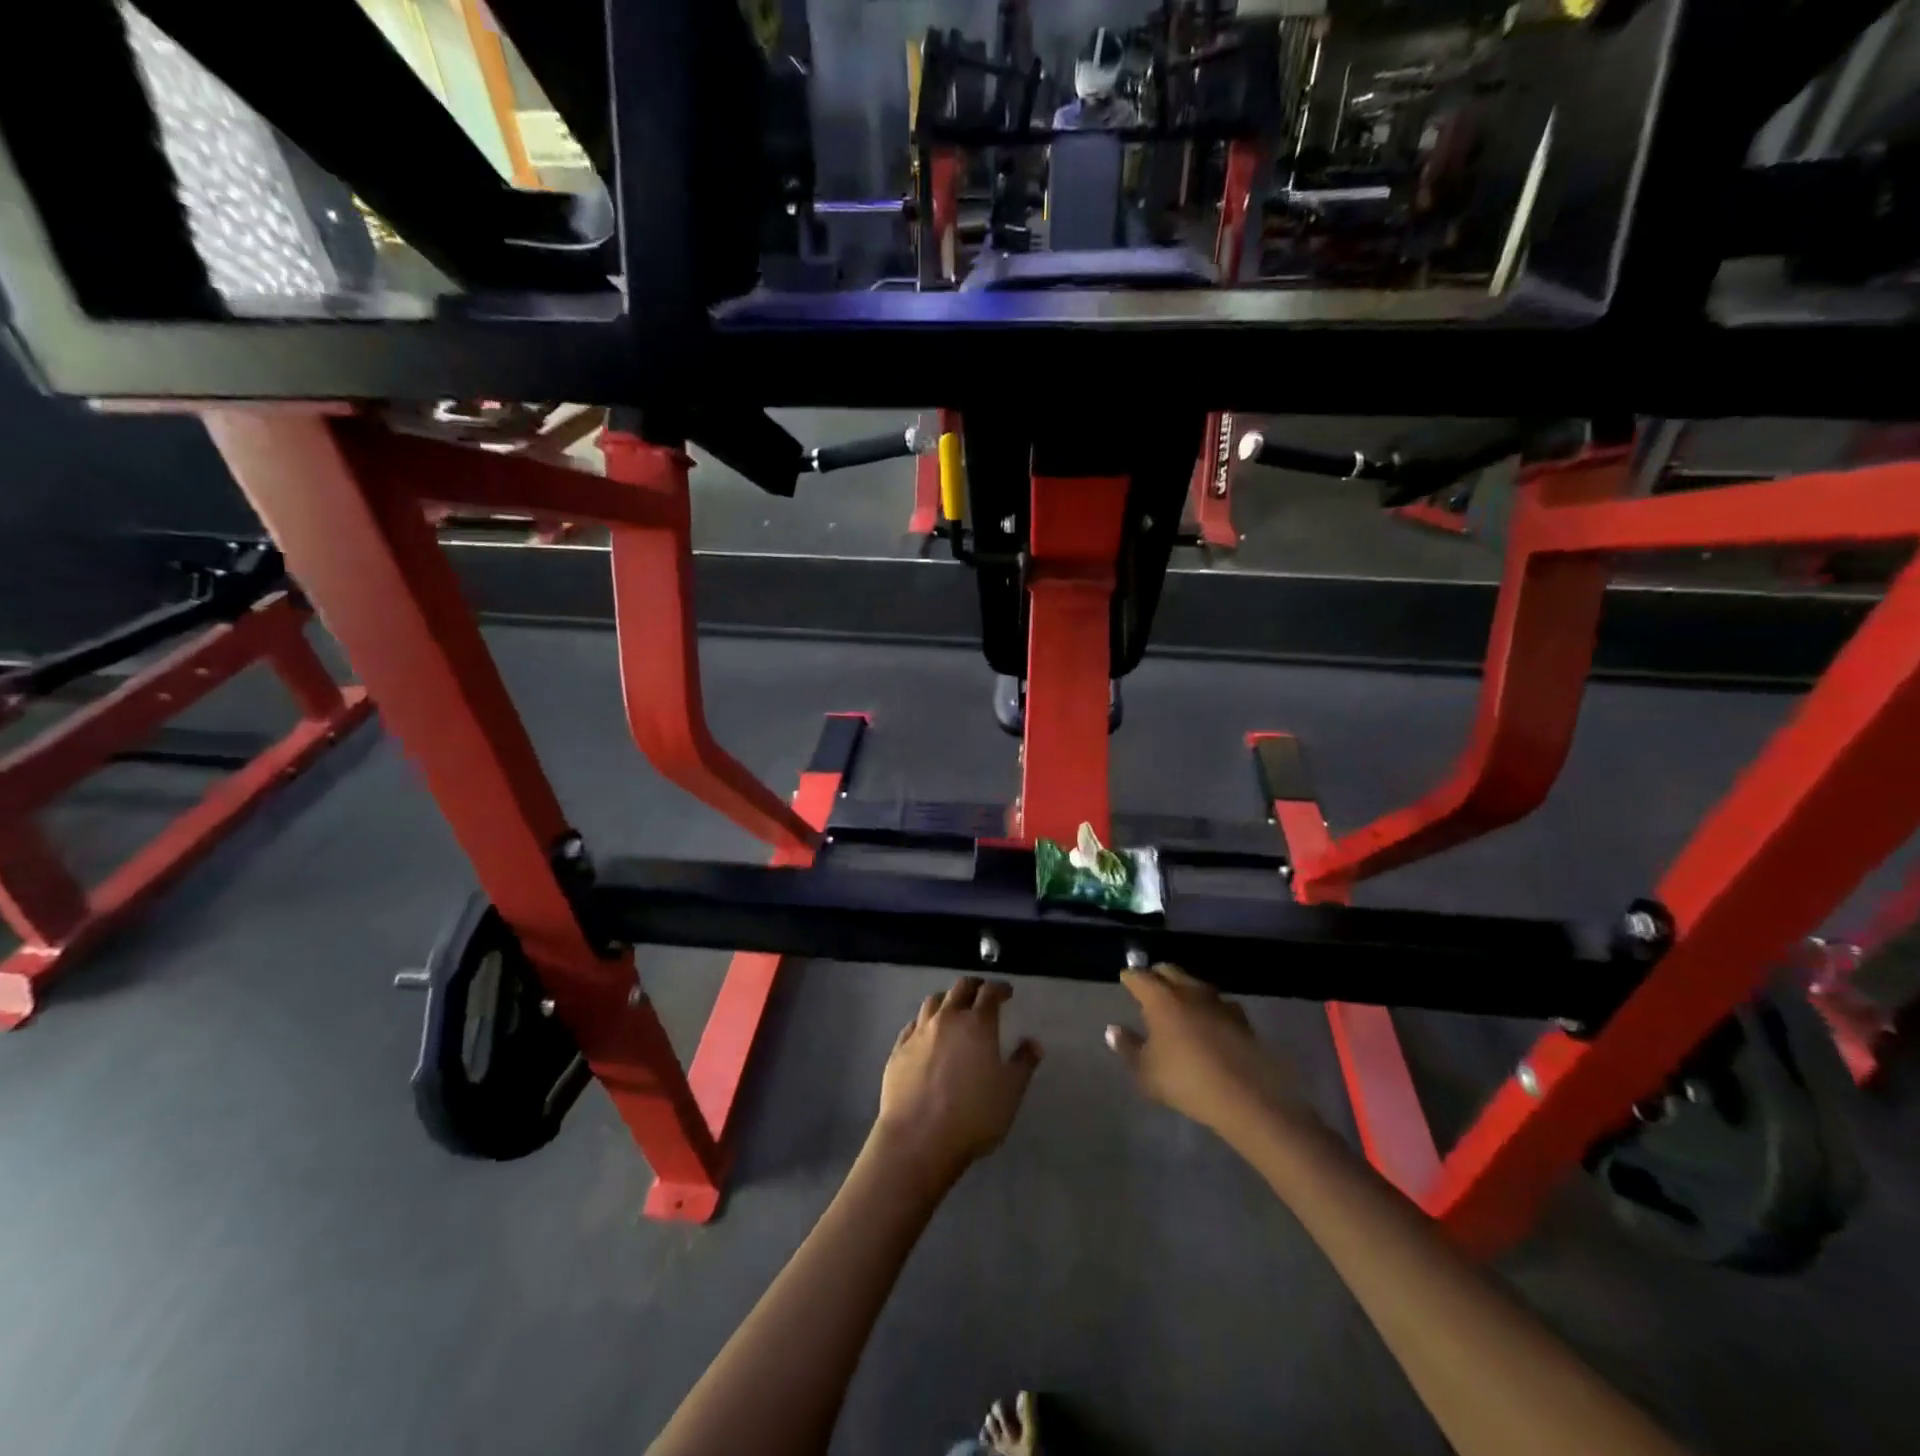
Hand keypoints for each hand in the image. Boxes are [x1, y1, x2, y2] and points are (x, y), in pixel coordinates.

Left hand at [872, 977, 1040, 1186]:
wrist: (918, 1138)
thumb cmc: (973, 1115)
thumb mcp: (1010, 1093)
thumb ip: (1023, 1064)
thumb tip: (1033, 1043)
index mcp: (977, 1024)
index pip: (990, 993)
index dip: (1000, 988)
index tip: (1006, 992)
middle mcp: (947, 1019)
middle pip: (960, 988)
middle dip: (974, 986)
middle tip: (982, 992)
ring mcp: (919, 1032)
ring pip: (933, 1002)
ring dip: (946, 999)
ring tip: (953, 1007)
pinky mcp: (899, 1049)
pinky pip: (912, 1025)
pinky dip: (924, 1022)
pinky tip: (926, 1033)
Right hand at [1106, 964, 1305, 1135]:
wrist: (1246, 1097)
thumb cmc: (1185, 1081)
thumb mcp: (1146, 1072)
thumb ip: (1128, 1048)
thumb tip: (1113, 1030)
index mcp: (1160, 999)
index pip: (1139, 977)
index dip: (1130, 977)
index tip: (1125, 980)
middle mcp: (1188, 991)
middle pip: (1169, 970)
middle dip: (1156, 975)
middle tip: (1149, 986)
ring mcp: (1217, 1002)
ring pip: (1195, 984)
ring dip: (1184, 988)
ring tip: (1178, 1002)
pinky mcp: (1241, 1018)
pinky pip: (1218, 1003)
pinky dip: (1209, 1007)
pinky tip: (1210, 1020)